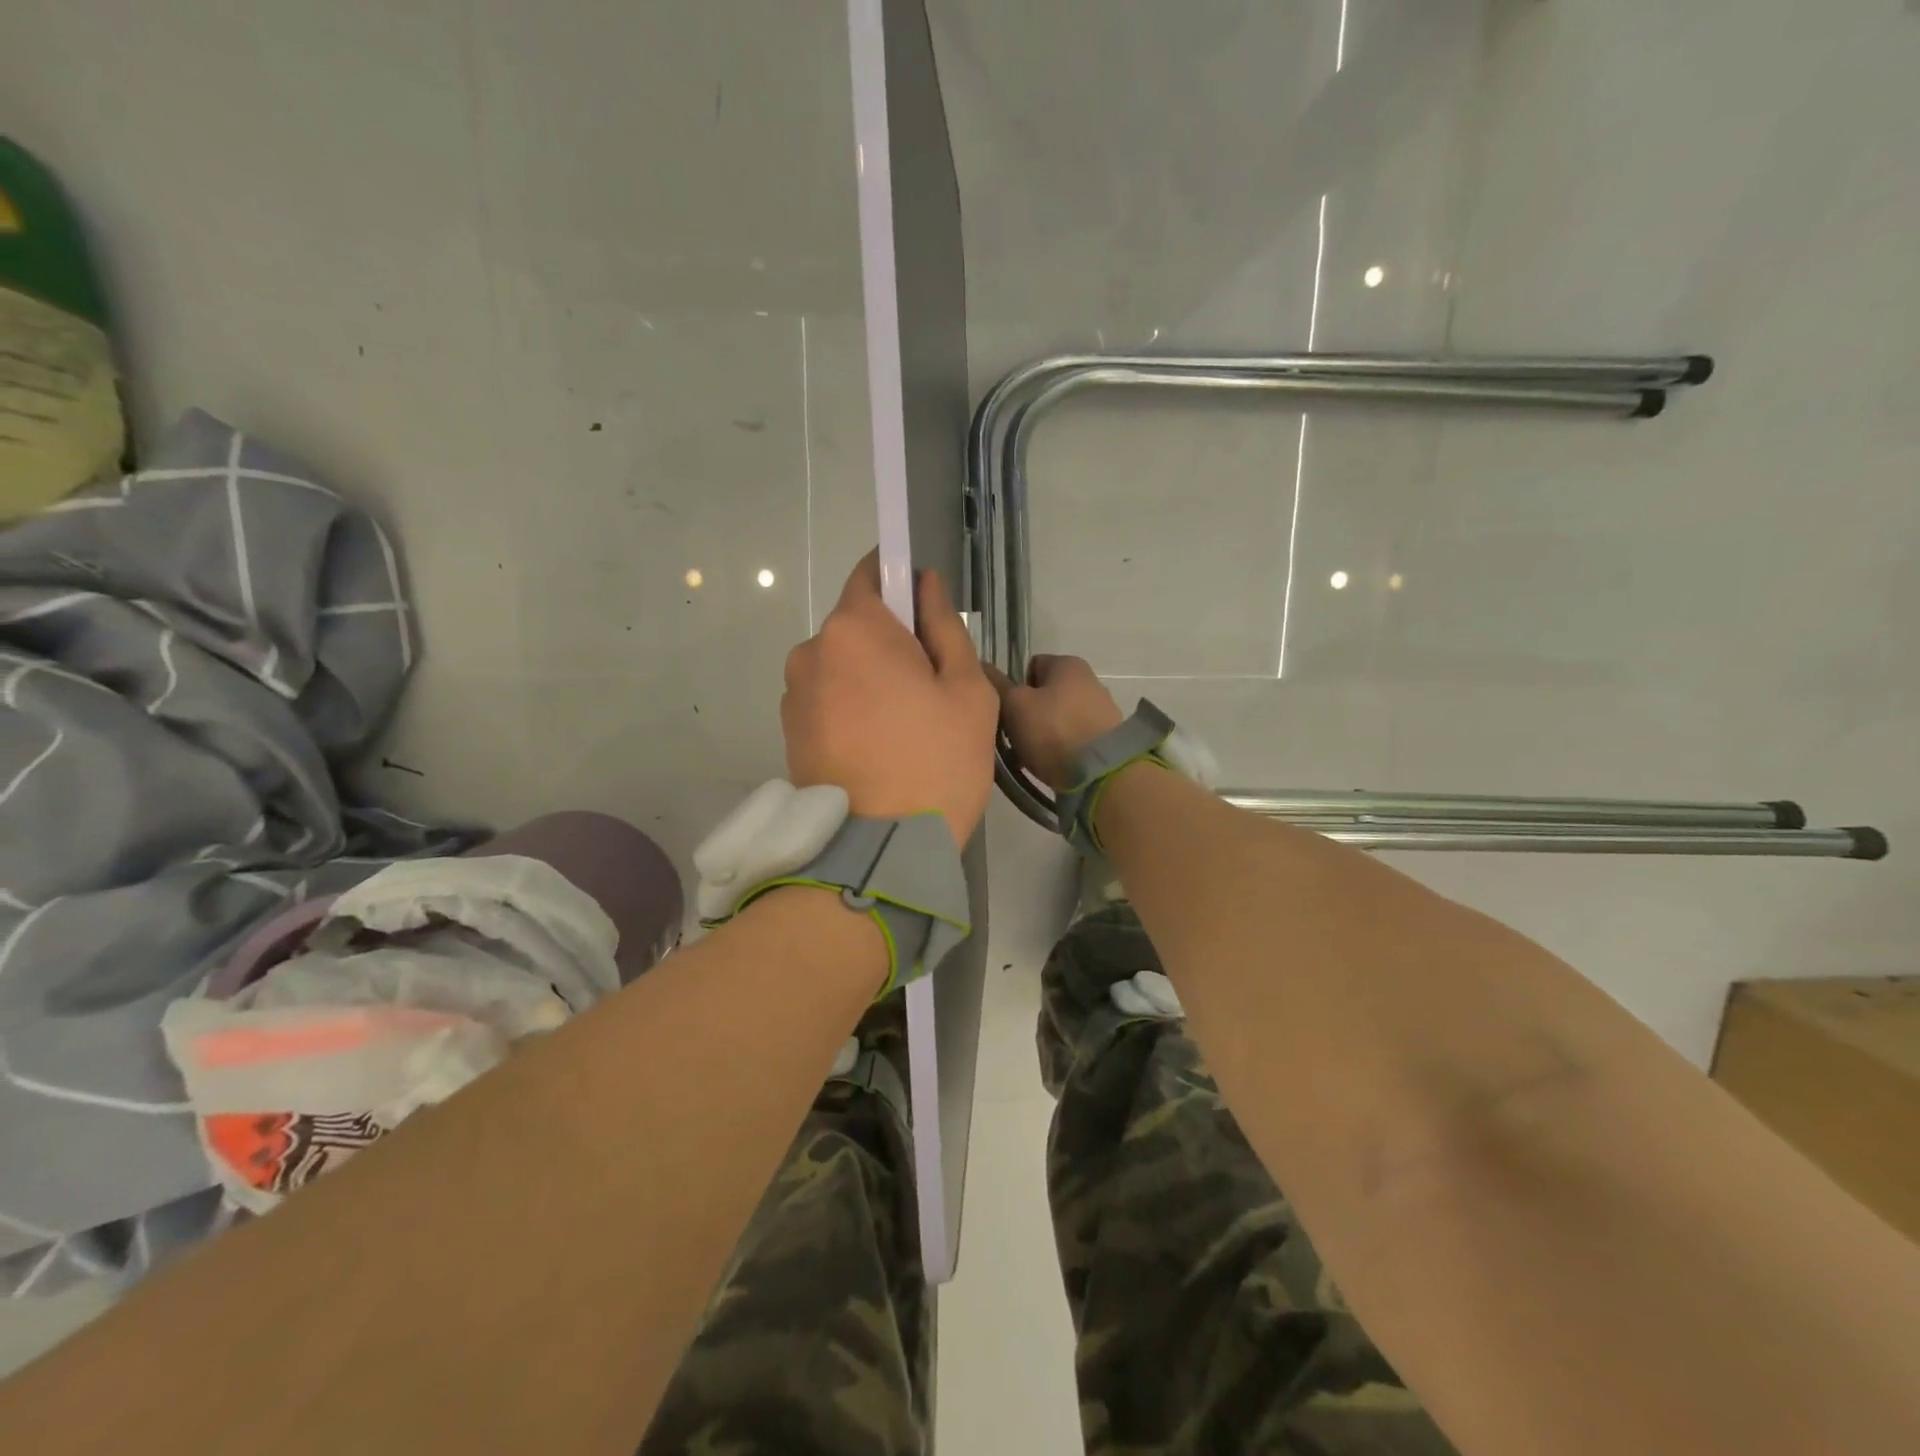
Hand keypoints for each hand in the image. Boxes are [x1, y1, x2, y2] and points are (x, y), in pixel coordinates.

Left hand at [782, 552, 998, 844]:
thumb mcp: (966, 690)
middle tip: (931, 689)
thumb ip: (945, 627)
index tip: (927, 613)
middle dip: (891, 643)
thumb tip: (927, 583)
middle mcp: (811, 651)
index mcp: (854, 629)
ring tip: (905, 728)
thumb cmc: (936, 761)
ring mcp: (794, 695)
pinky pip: (828, 700)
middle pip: (857, 626)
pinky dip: (852, 709)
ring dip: (870, 679)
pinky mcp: (789, 732)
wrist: (880, 850)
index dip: (902, 581)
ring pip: (842, 666)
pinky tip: (879, 748)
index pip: (872, 573)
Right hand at [986, 654, 1124, 789]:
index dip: (1014, 687)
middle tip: (1013, 737)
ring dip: (1041, 734)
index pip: (1031, 666)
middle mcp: (1089, 681)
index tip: (1007, 711)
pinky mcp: (1107, 739)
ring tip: (1028, 757)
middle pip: (1044, 694)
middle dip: (1026, 714)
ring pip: (1057, 718)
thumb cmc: (1053, 730)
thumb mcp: (1015, 705)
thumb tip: (981, 666)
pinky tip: (1049, 766)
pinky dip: (1059, 749)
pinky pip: (1072, 738)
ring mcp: (1101, 710)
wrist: (1100, 773)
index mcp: (1068, 664)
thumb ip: (997, 685)